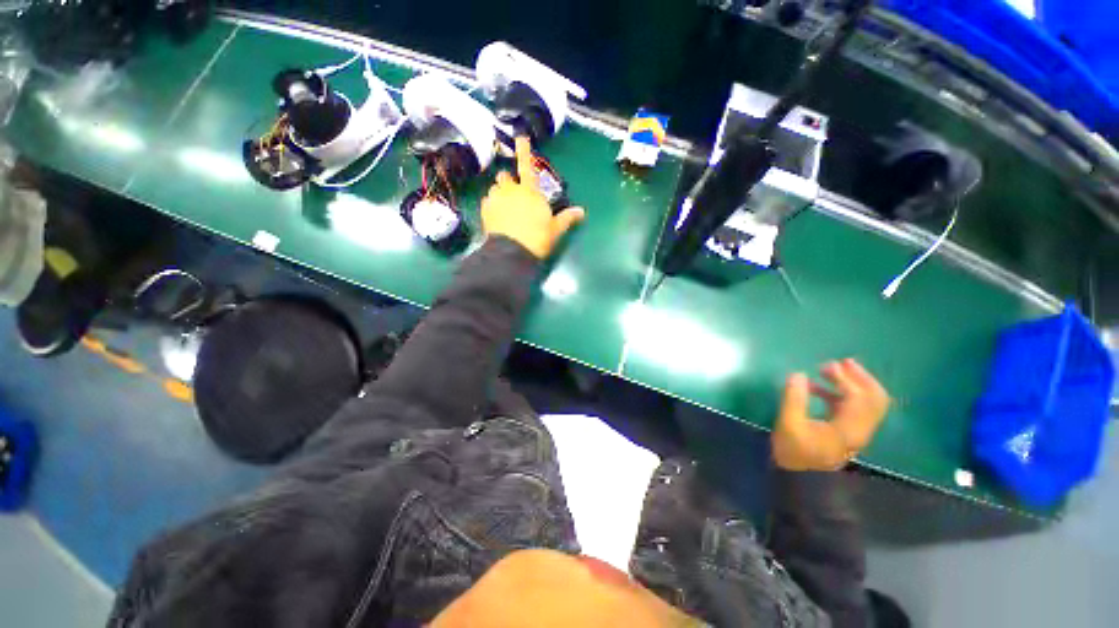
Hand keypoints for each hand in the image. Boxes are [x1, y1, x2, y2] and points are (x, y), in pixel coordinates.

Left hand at [481, 136, 584, 258]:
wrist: (511, 253)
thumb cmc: (537, 239)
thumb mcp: (555, 229)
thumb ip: (567, 218)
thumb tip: (582, 211)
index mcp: (530, 191)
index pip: (527, 165)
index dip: (524, 150)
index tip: (520, 136)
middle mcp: (511, 190)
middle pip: (505, 175)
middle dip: (508, 180)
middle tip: (514, 192)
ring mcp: (496, 199)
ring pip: (495, 188)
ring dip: (500, 193)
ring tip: (504, 206)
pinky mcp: (485, 211)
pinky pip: (487, 201)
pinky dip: (491, 205)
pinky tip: (496, 216)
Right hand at [772, 358, 889, 471]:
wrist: (801, 480)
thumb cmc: (794, 451)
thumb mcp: (788, 424)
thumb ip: (793, 398)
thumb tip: (798, 374)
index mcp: (849, 428)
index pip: (859, 397)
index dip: (845, 379)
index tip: (825, 366)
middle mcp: (861, 429)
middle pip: (875, 399)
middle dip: (860, 377)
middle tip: (842, 362)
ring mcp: (856, 431)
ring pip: (867, 402)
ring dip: (853, 384)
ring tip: (828, 371)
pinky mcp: (847, 432)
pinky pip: (854, 408)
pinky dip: (842, 394)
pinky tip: (818, 388)